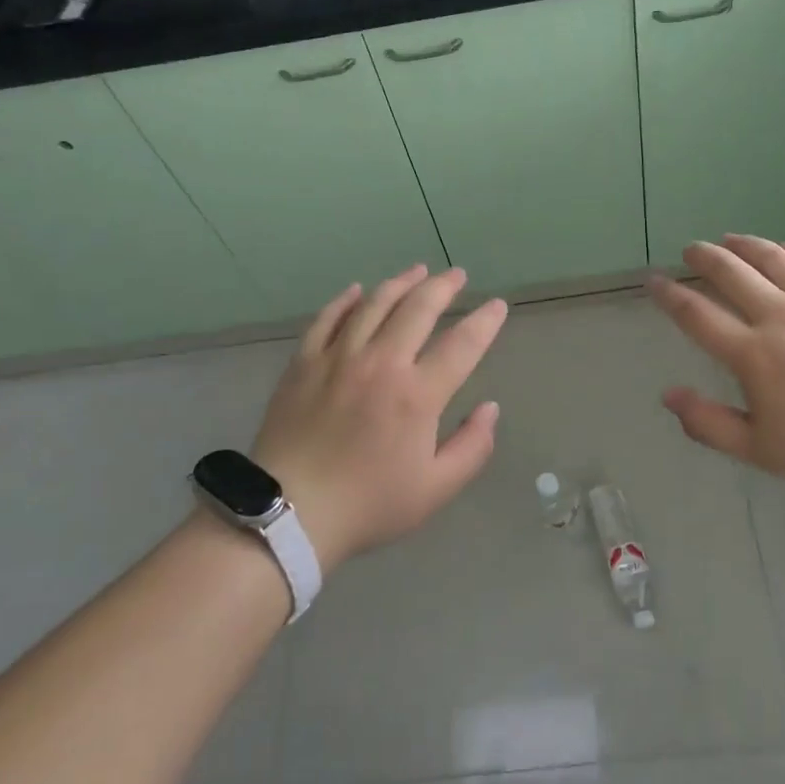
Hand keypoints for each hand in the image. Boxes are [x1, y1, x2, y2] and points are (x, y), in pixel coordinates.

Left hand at [247, 265, 507, 573]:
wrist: (287, 513)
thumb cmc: (368, 504)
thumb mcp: (435, 490)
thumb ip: (472, 447)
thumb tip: (490, 408)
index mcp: (417, 395)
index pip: (462, 345)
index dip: (485, 322)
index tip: (497, 305)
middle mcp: (381, 363)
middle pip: (418, 309)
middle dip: (443, 287)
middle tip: (457, 274)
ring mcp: (338, 358)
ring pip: (374, 304)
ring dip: (401, 283)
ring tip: (418, 270)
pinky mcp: (304, 363)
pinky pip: (328, 318)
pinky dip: (346, 300)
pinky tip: (358, 290)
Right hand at [648, 235, 784, 503]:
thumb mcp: (761, 452)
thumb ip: (708, 424)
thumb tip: (668, 395)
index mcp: (754, 355)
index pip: (697, 314)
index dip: (669, 295)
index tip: (653, 281)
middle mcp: (782, 316)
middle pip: (731, 273)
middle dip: (704, 257)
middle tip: (691, 250)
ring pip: (774, 257)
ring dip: (745, 244)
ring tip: (730, 240)